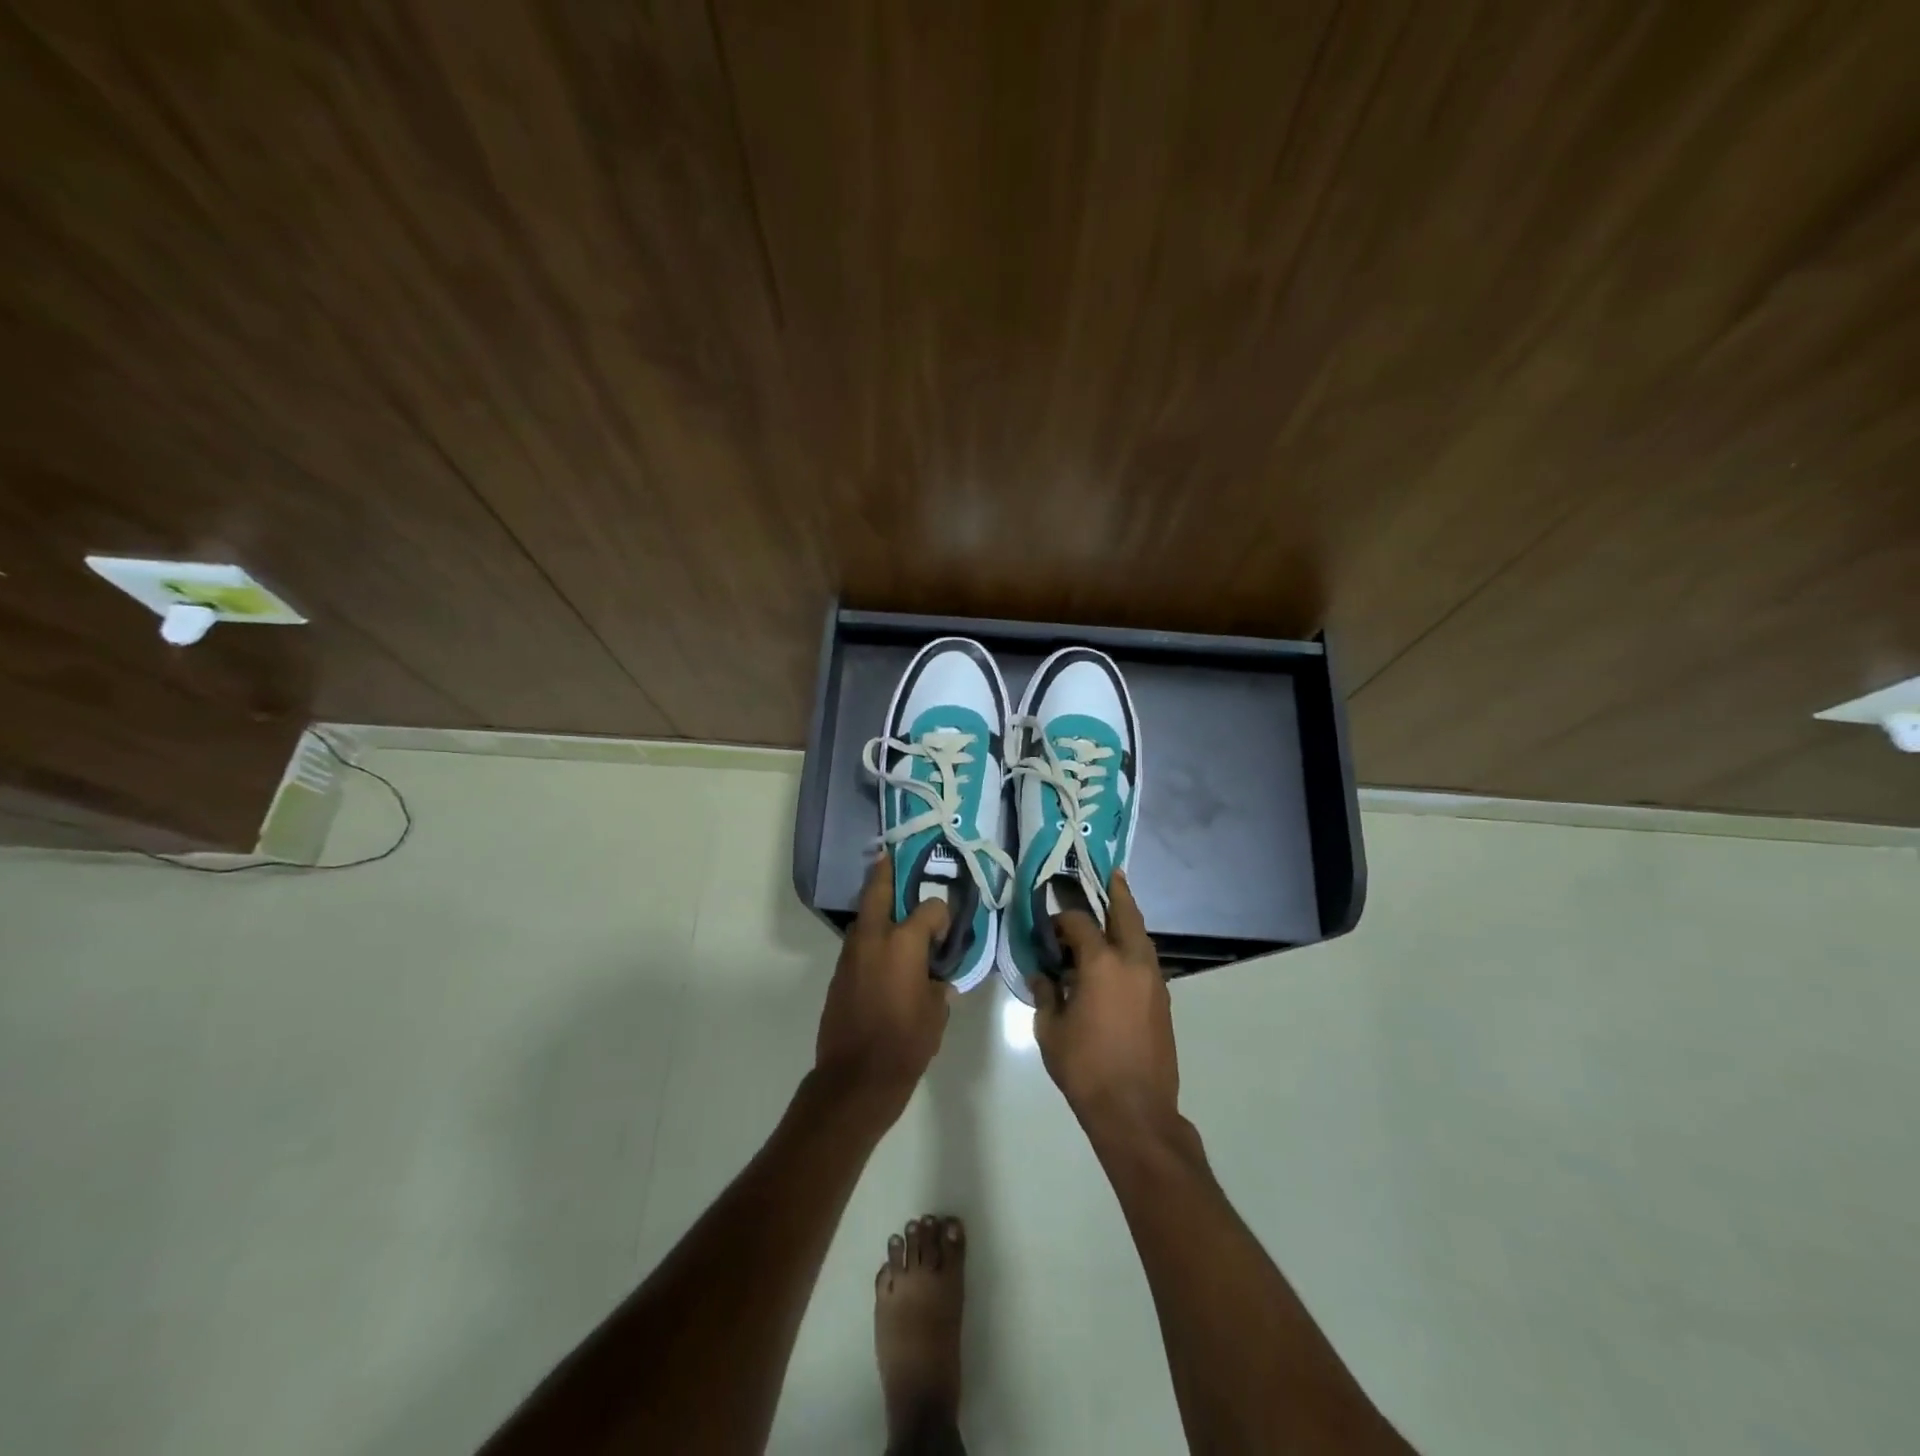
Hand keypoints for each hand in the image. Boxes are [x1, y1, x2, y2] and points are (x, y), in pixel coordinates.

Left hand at [815, 853, 953, 1114]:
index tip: (947, 934)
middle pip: (878, 889)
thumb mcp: (936, 1012)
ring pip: (864, 916)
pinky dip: (871, 936)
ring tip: (892, 903)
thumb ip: (938, 983)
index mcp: (904, 942)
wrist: (855, 1077)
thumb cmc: (906, 1043)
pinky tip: (884, 950)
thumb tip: (937, 974)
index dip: (942, 916)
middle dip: (886, 871)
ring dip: (877, 906)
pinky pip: (858, 943)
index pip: (930, 908)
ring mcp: (851, 953)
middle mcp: (874, 937)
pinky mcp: (839, 972)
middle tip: (893, 856)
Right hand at [1029, 869, 1178, 1133]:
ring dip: (1129, 918)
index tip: (1048, 925)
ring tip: (1117, 906)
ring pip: (1142, 936)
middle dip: (1117, 892)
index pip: (1079, 923)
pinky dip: (1134, 946)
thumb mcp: (1050, 1031)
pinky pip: (1147, 959)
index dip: (1061, 919)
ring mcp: (1153, 980)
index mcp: (1101, 964)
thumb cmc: (1085, 1069)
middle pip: (1126, 914)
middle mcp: (1132, 962)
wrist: (1136, 1111)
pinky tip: (1120, 954)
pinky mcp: (1163, 1000)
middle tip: (1111, 873)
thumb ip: (1046, 994)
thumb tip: (1042, 974)